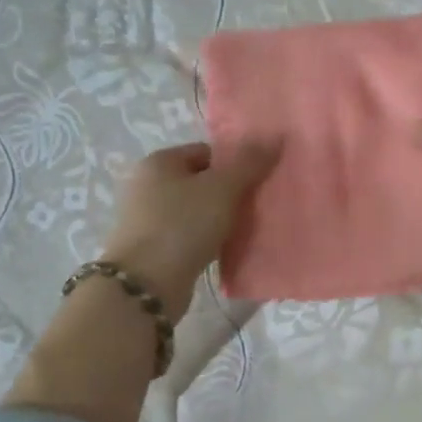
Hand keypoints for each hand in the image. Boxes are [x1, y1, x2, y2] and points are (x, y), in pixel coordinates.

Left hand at [100, 142, 275, 320]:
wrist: (146, 284)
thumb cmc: (182, 225)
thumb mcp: (222, 188)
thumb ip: (249, 163)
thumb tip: (276, 136)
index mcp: (159, 162)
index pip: (206, 152)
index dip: (234, 165)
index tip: (257, 184)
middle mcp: (147, 185)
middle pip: (200, 182)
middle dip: (229, 194)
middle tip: (256, 208)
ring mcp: (146, 219)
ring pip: (195, 211)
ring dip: (219, 220)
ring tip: (244, 231)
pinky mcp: (152, 249)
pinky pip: (188, 236)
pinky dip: (206, 241)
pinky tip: (224, 251)